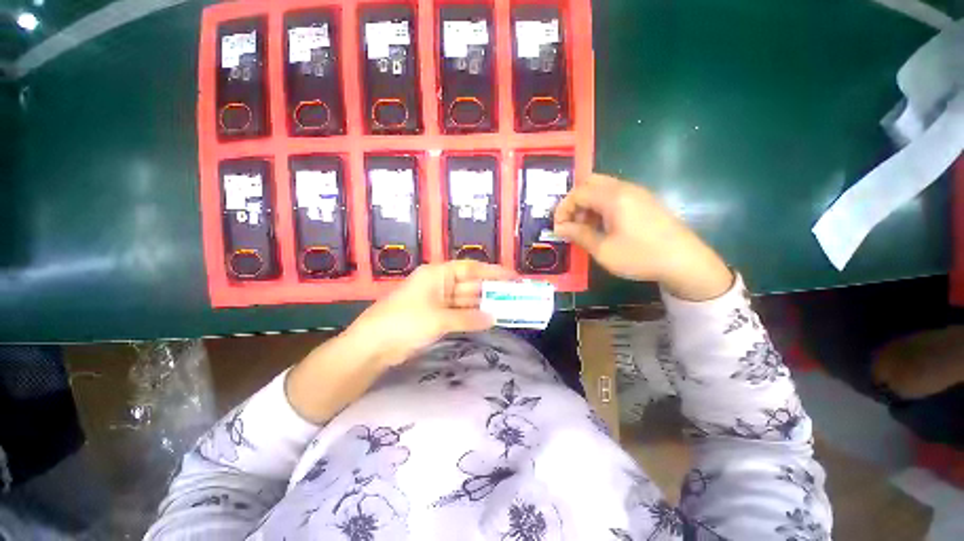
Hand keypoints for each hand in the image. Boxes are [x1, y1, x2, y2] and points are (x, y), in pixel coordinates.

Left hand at [286, 260, 511, 423]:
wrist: (373, 346)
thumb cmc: (405, 322)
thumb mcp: (439, 319)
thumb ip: (469, 318)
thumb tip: (493, 318)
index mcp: (438, 274)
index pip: (471, 268)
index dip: (493, 272)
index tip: (513, 277)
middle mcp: (439, 284)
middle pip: (471, 284)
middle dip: (491, 291)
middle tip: (515, 297)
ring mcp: (437, 301)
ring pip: (466, 300)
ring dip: (483, 306)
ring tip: (507, 310)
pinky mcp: (435, 317)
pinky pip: (459, 314)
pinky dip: (472, 318)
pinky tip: (488, 321)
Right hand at [553, 174, 732, 300]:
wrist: (685, 262)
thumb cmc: (640, 256)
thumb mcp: (604, 250)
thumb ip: (579, 235)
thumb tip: (559, 228)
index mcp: (613, 197)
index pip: (578, 192)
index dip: (563, 208)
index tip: (558, 227)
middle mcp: (625, 188)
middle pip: (590, 183)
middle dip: (575, 201)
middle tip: (571, 223)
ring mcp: (637, 193)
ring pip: (603, 188)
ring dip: (588, 203)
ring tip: (585, 227)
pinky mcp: (645, 201)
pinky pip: (616, 195)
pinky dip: (602, 205)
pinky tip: (603, 225)